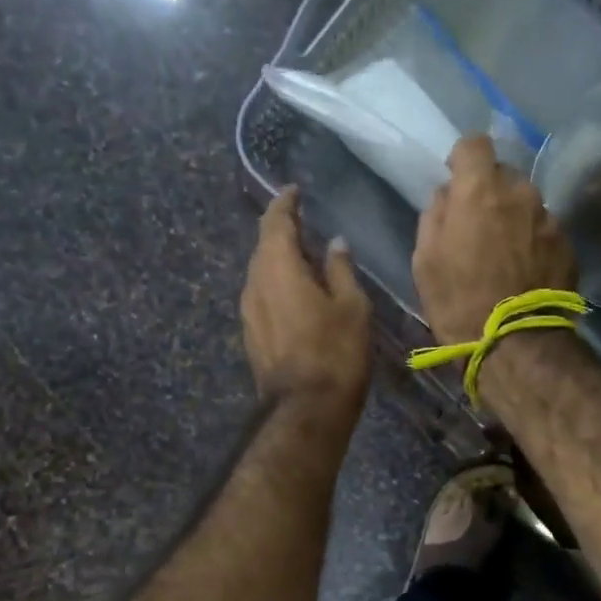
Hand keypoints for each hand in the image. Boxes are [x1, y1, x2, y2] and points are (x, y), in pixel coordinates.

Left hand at [241, 186, 371, 418]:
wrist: (305, 409)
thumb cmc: (335, 352)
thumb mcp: (351, 306)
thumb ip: (340, 269)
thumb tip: (335, 244)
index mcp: (278, 267)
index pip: (275, 222)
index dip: (285, 204)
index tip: (294, 191)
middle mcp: (254, 283)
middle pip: (264, 246)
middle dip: (282, 231)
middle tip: (305, 224)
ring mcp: (248, 311)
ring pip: (261, 272)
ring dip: (279, 260)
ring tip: (305, 259)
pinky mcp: (251, 334)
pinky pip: (262, 295)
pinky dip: (277, 285)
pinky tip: (296, 293)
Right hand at [413, 135, 576, 345]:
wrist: (516, 344)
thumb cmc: (458, 302)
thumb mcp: (425, 260)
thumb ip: (435, 216)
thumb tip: (446, 195)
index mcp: (480, 191)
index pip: (474, 144)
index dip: (463, 159)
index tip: (456, 181)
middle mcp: (520, 193)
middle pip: (504, 175)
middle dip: (490, 192)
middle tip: (478, 225)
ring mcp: (548, 219)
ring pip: (527, 203)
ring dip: (514, 217)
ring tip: (504, 253)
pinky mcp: (567, 245)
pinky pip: (544, 230)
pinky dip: (533, 241)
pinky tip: (524, 271)